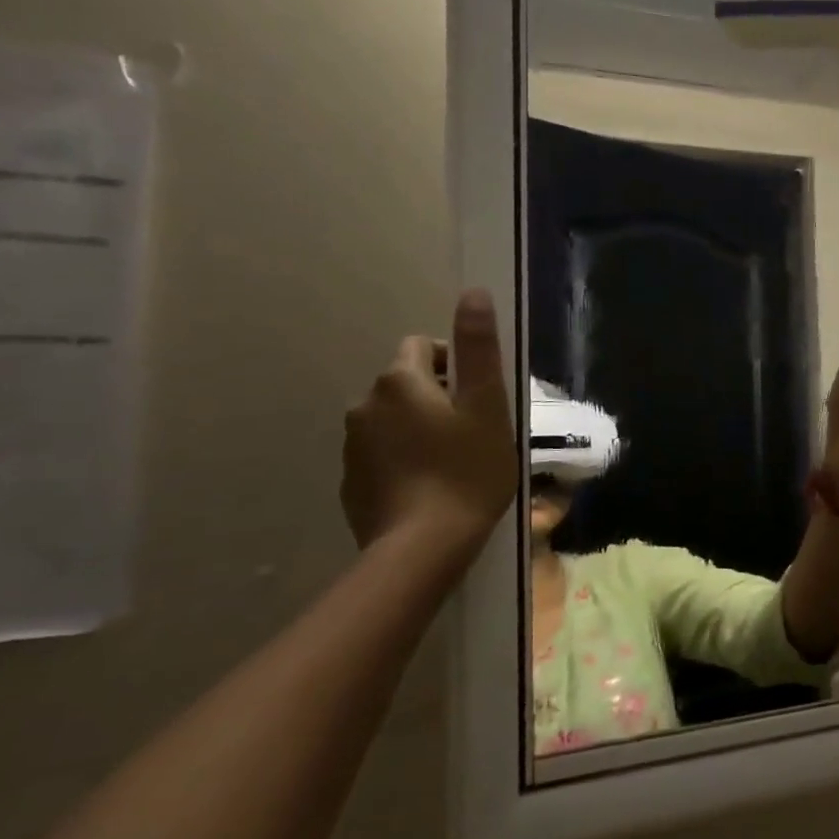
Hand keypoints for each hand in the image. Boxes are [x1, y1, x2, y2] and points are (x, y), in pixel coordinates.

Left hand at [340, 289, 519, 554]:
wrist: (423, 545)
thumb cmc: (468, 469)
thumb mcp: (487, 405)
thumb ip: (478, 348)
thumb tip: (474, 293)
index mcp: (399, 381)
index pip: (422, 347)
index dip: (455, 363)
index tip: (479, 397)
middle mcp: (365, 404)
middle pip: (406, 383)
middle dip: (438, 396)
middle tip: (473, 431)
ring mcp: (352, 445)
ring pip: (393, 419)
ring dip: (419, 427)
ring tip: (453, 460)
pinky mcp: (351, 481)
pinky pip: (382, 453)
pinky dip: (404, 458)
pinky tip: (429, 485)